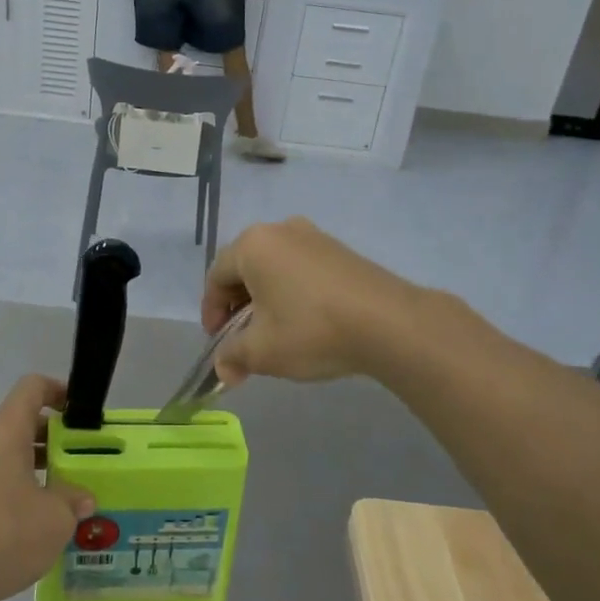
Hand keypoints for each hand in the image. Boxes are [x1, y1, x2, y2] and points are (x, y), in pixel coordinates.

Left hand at [0, 376, 95, 600]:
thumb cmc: (0, 536)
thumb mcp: (54, 521)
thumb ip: (71, 501)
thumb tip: (81, 498)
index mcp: (2, 431)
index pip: (31, 388)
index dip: (57, 390)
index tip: (76, 409)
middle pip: (13, 423)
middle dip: (45, 439)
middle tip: (70, 462)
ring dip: (22, 466)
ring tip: (47, 498)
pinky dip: (0, 488)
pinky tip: (15, 523)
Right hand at [201, 219, 420, 385]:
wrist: (388, 323)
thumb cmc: (311, 329)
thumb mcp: (262, 351)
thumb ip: (233, 357)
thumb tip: (223, 370)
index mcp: (252, 245)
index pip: (216, 276)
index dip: (211, 312)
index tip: (218, 341)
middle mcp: (280, 230)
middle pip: (245, 268)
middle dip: (238, 307)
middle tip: (243, 339)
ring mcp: (314, 236)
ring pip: (275, 268)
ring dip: (266, 300)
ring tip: (275, 333)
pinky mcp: (340, 250)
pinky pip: (302, 269)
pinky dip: (293, 293)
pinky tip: (306, 322)